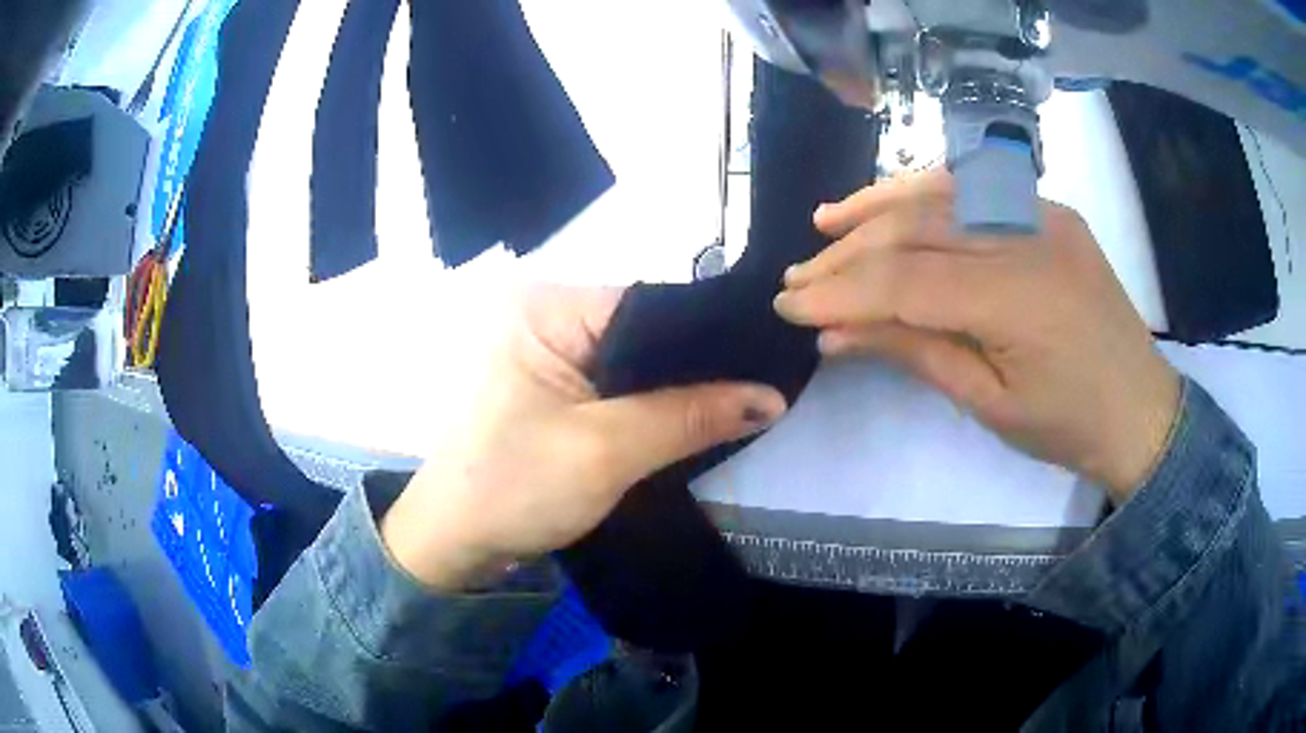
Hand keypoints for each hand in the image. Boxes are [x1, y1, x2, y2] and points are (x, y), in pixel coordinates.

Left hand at [381, 286, 786, 589]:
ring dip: (679, 392)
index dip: (710, 336)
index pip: (649, 303)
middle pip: (645, 333)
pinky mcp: (552, 391)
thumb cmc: (513, 488)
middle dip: (699, 368)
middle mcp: (545, 317)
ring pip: (635, 365)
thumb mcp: (607, 450)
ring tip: (744, 403)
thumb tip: (772, 396)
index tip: (768, 362)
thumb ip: (691, 417)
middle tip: (764, 389)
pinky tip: (694, 420)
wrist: (453, 544)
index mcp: (545, 306)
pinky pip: (618, 388)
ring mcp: (548, 355)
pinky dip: (653, 407)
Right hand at [773, 170, 1179, 502]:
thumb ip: (913, 353)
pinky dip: (926, 192)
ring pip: (941, 193)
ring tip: (827, 223)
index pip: (908, 283)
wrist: (1141, 407)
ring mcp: (1043, 212)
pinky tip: (891, 202)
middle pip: (918, 229)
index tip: (789, 306)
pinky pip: (976, 188)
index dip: (841, 293)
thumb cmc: (1069, 426)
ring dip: (877, 207)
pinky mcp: (1048, 207)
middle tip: (797, 275)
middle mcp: (1030, 237)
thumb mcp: (988, 404)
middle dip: (848, 253)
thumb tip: (836, 335)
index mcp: (1020, 301)